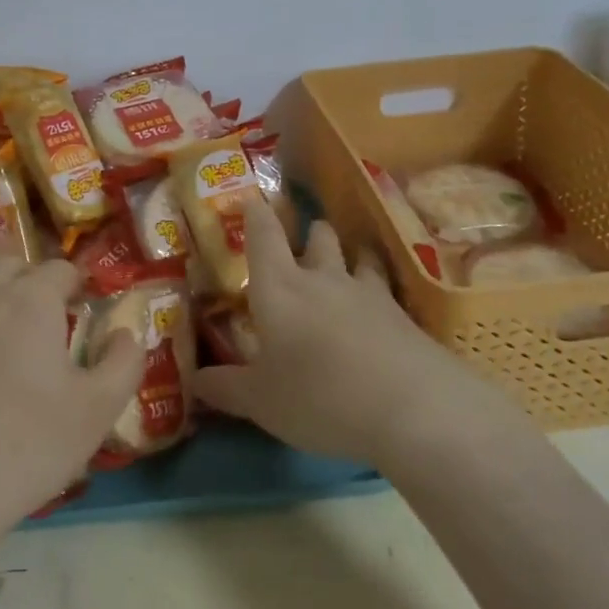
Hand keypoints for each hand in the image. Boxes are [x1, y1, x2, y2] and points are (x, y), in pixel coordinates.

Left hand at [0, 257, 147, 543]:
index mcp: (30, 300)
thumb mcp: (97, 411)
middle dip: (31, 282)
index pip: (59, 270)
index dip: (75, 285)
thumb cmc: (25, 448)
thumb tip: (126, 332)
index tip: (80, 306)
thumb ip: (124, 362)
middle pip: (11, 266)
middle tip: (40, 319)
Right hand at [191, 198, 525, 469]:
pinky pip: (386, 288)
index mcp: (278, 288)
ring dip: (350, 253)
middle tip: (304, 239)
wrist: (413, 410)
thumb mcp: (261, 402)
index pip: (263, 236)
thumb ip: (226, 388)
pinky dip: (378, 289)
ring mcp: (368, 293)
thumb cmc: (319, 397)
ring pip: (357, 255)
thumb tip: (196, 381)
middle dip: (309, 231)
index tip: (251, 198)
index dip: (256, 213)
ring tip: (348, 262)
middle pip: (318, 235)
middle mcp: (323, 279)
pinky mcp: (404, 316)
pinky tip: (381, 308)